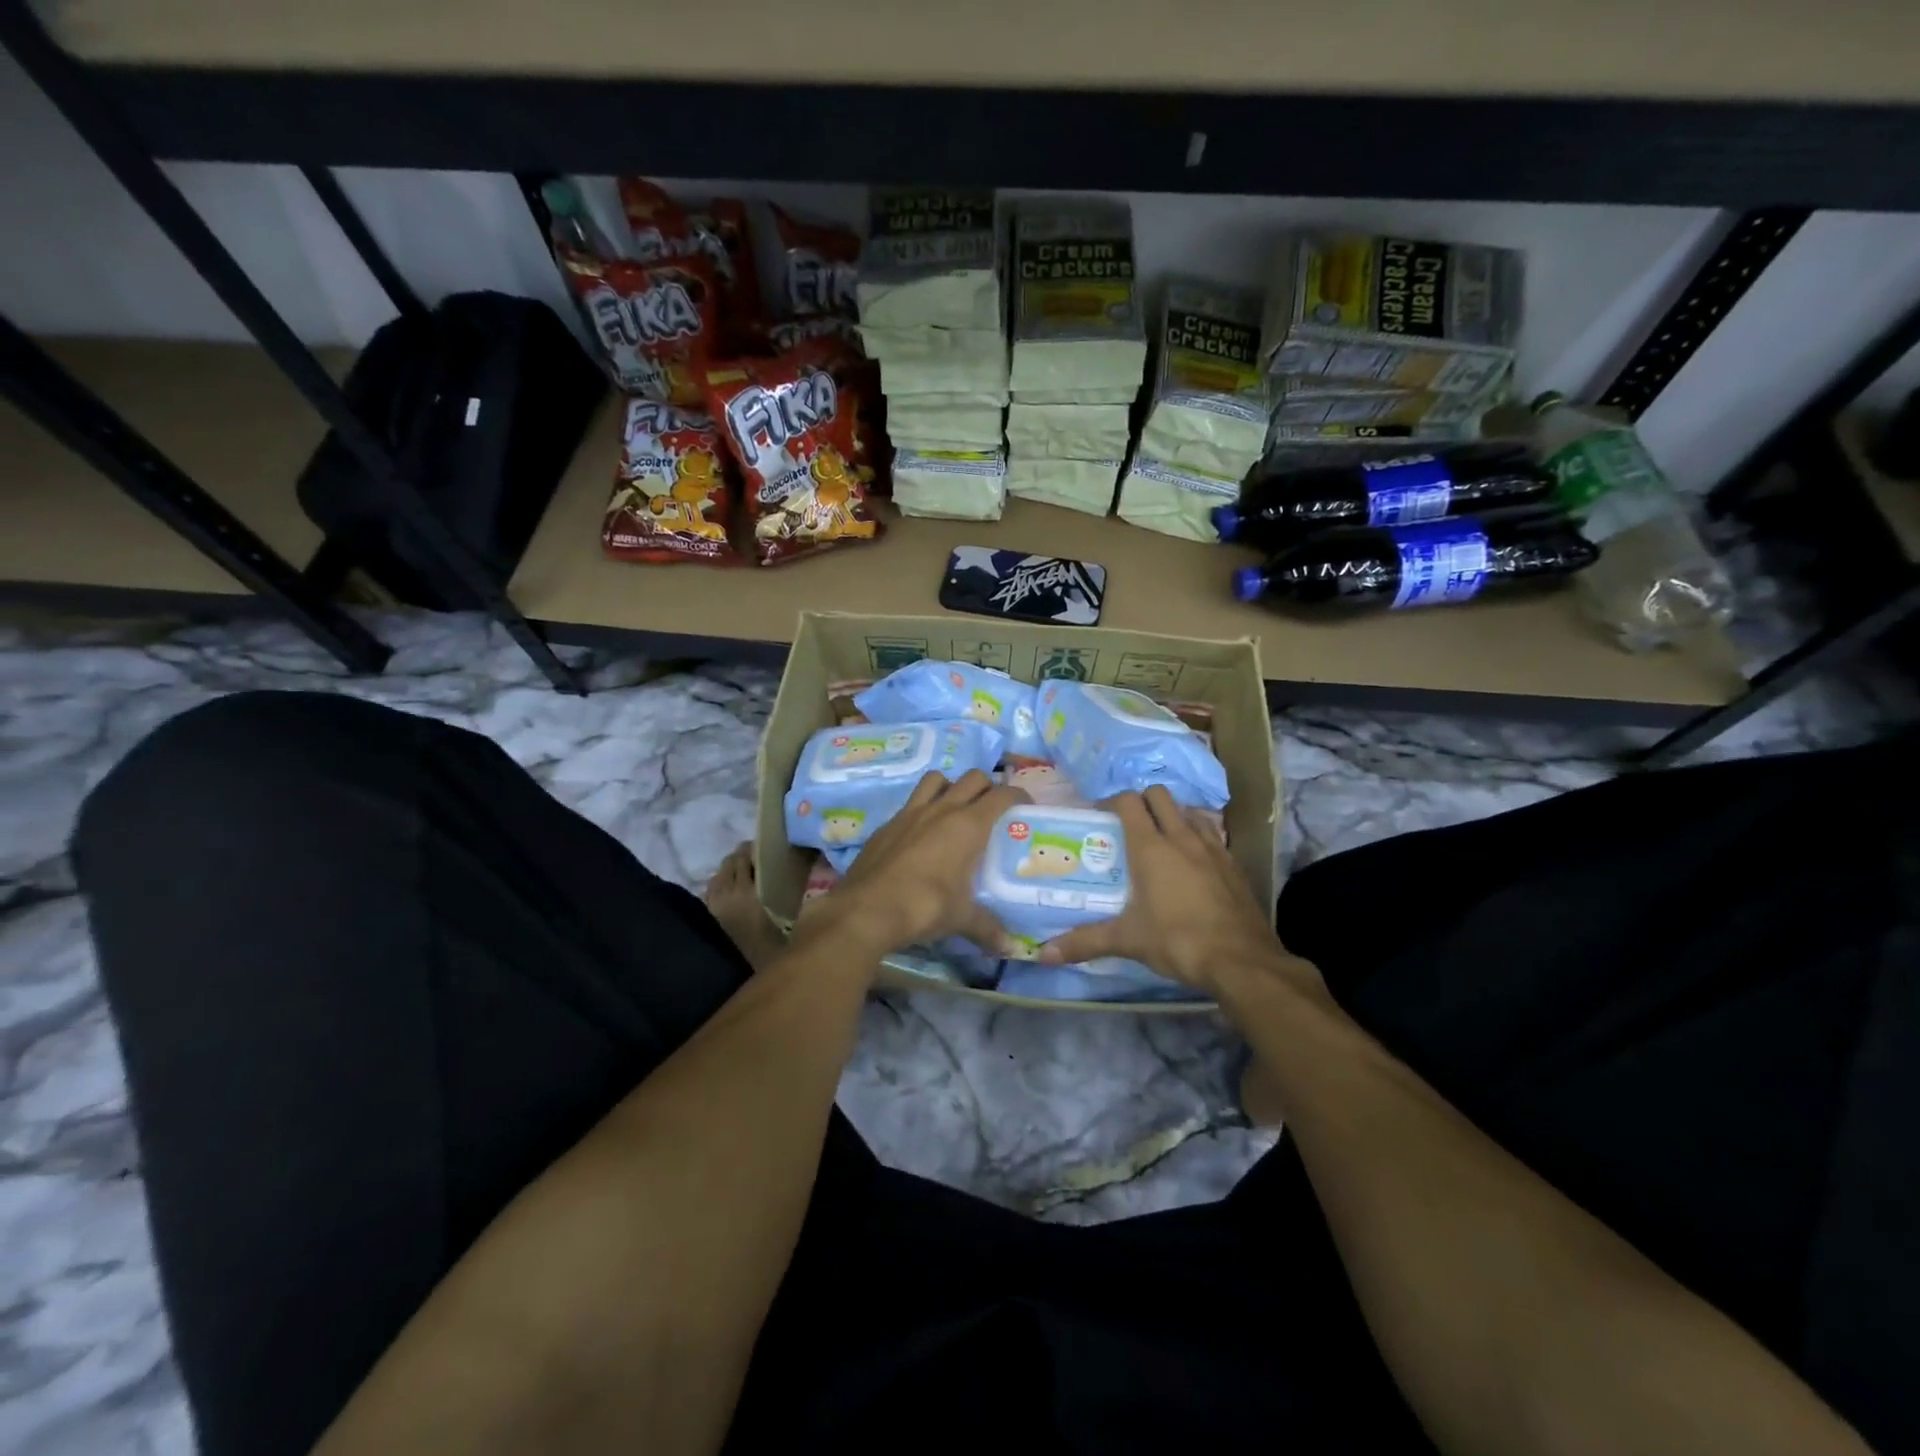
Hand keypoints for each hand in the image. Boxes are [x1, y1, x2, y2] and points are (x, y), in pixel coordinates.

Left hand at [813, 770, 1029, 956]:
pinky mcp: (887, 824)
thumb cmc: (924, 907)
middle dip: (986, 787)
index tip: (1025, 805)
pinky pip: (910, 803)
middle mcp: (941, 809)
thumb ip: (988, 929)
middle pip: (972, 778)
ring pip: (936, 779)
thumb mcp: (961, 919)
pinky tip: (920, 834)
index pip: (1001, 795)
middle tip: (991, 808)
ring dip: (950, 786)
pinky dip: (921, 808)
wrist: (866, 909)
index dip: (1017, 794)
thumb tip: (1011, 949)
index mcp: (968, 825)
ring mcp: (910, 813)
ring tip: (954, 808)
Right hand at [1040, 786, 1291, 996]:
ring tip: (1161, 839)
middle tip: (1128, 825)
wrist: (1241, 961)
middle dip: (1142, 801)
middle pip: (1160, 796)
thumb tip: (1044, 954)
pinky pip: (1211, 835)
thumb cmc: (1177, 941)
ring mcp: (1212, 848)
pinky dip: (1197, 838)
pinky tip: (1192, 863)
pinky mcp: (1233, 864)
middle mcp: (1181, 837)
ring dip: (1173, 816)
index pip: (1129, 802)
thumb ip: (1085, 942)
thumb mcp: (1127, 941)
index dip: (1111, 802)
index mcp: (1150, 847)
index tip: (1099, 817)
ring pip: (1189, 811)